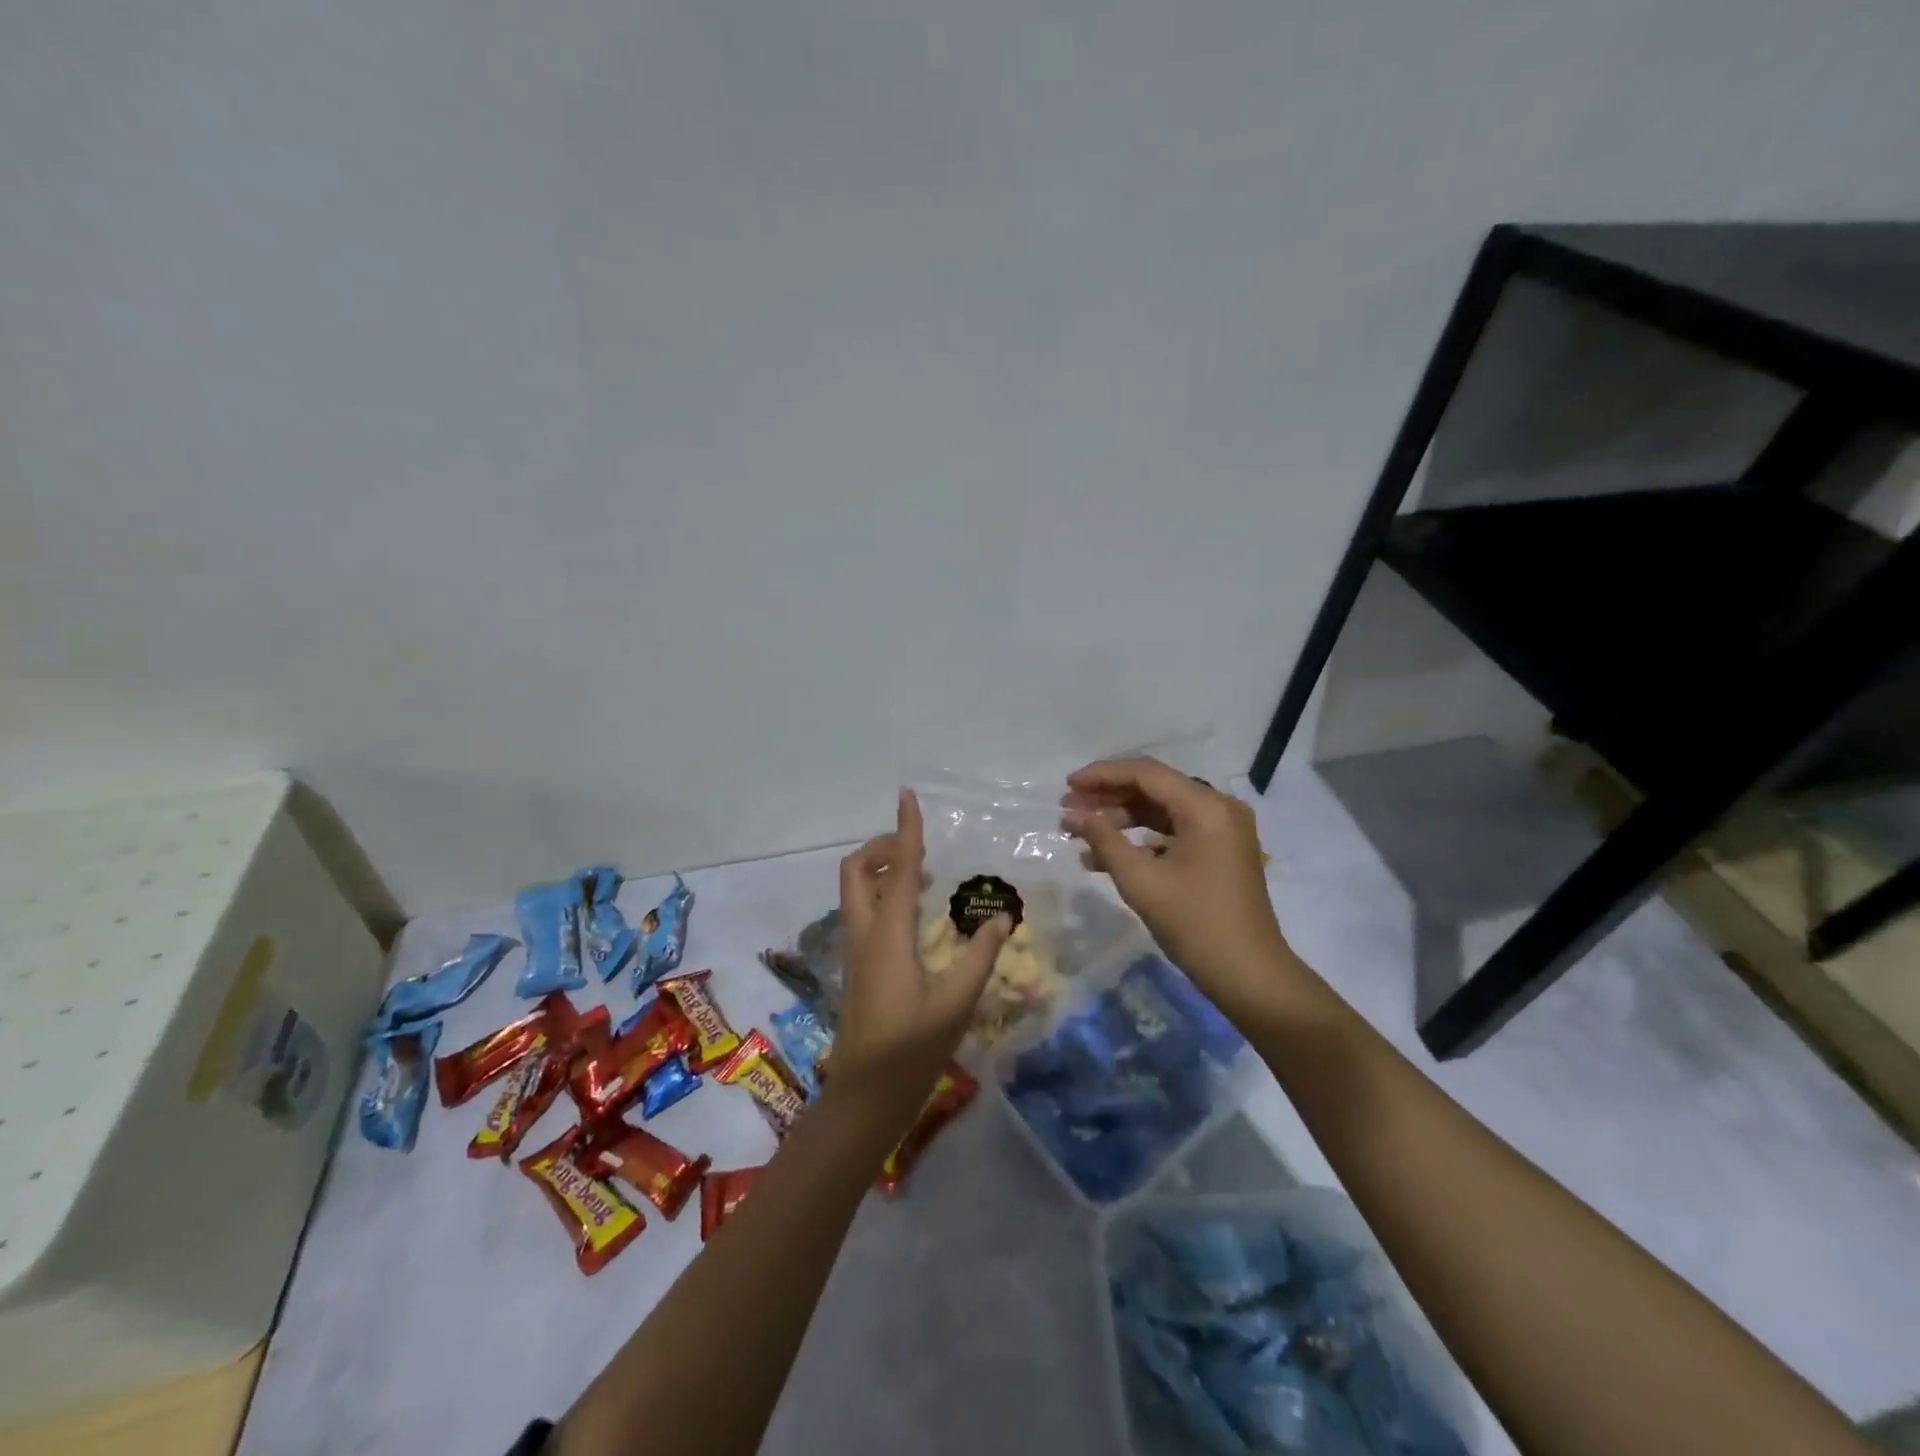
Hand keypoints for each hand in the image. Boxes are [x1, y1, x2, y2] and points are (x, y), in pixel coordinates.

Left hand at [832, 789, 1010, 1116]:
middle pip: (857, 870)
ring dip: (882, 869)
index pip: (900, 869)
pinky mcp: (859, 965)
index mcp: (888, 935)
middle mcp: (866, 933)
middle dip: (882, 847)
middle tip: (920, 849)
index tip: (907, 796)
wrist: (864, 1096)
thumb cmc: (910, 1051)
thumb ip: (980, 956)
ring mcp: (857, 949)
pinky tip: (916, 913)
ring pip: (856, 890)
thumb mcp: (956, 1004)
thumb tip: (1000, 917)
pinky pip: (864, 910)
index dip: (906, 830)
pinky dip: (884, 894)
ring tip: (925, 874)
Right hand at [1062, 758, 1290, 1001]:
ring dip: (1119, 820)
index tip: (1067, 786)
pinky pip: (1172, 833)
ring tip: (1079, 834)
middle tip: (1068, 811)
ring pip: (1160, 811)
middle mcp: (1218, 808)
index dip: (1102, 775)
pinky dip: (1140, 840)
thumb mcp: (1141, 880)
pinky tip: (1104, 857)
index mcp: (1206, 807)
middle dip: (1108, 798)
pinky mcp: (1218, 852)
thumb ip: (1104, 840)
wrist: (1249, 976)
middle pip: (1154, 788)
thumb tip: (1073, 815)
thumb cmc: (1195, 923)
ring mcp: (1221, 831)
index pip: (1146, 773)